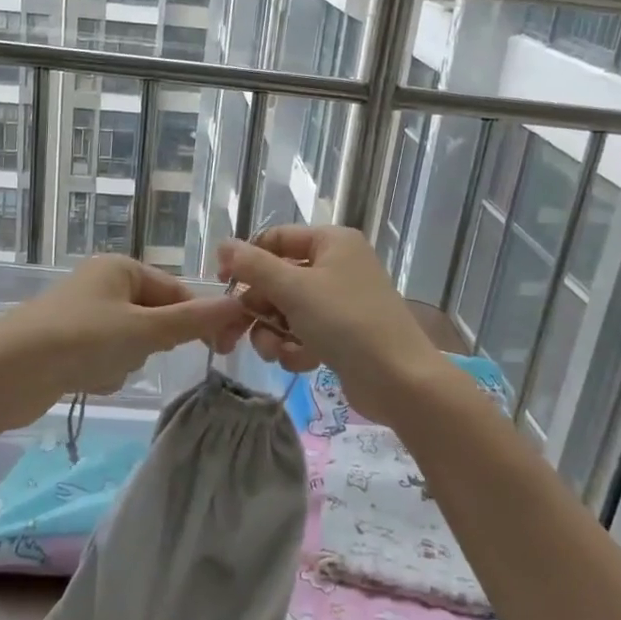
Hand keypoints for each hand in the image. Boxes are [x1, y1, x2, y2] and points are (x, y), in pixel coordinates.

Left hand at [0, 256, 250, 418]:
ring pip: (131, 343)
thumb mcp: (145, 330)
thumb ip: (194, 321)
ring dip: (125, 362)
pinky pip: (105, 358)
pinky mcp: (66, 344)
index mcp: (120, 267)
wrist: (5, 372)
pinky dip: (102, 372)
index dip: (198, 318)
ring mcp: (82, 314)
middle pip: (153, 318)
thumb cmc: (82, 339)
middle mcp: (101, 284)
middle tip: (134, 354)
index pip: (176, 291)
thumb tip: (240, 305)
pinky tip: (84, 379)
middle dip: (149, 344)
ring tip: (100, 368)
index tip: (220, 348)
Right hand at [218, 228, 447, 419]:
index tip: (222, 284)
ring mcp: (341, 301)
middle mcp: (338, 265)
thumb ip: (254, 266)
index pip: (277, 239)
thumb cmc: (345, 322)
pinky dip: (296, 347)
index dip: (247, 259)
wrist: (398, 380)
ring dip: (274, 332)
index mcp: (332, 242)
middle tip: (237, 331)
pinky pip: (304, 332)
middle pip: (279, 278)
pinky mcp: (343, 334)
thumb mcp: (294, 288)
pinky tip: (301, 362)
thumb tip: (223, 245)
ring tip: (277, 352)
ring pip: (287, 310)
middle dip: (260, 307)